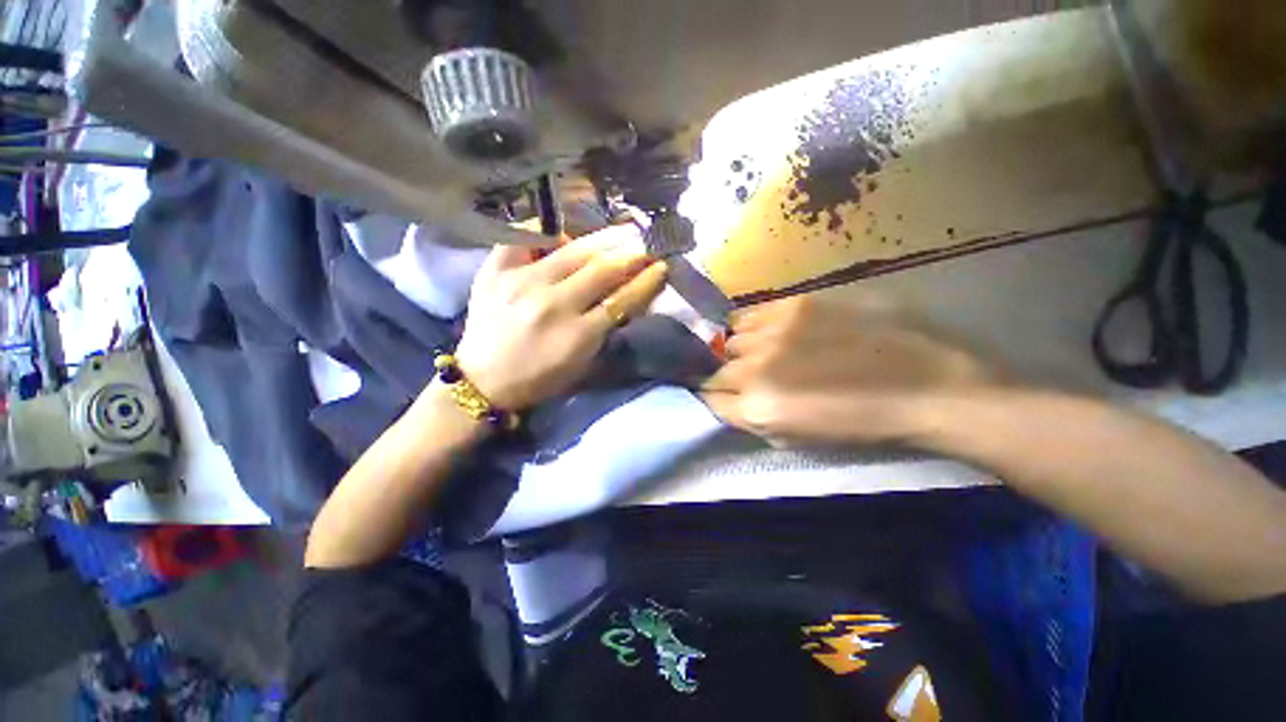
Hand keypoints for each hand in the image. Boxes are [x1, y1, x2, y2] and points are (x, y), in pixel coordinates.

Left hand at [453, 226, 667, 410]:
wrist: (484, 380)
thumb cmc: (540, 378)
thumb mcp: (583, 363)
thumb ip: (606, 329)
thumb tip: (627, 294)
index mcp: (576, 336)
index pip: (621, 299)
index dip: (646, 281)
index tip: (662, 266)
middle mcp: (552, 305)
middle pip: (602, 270)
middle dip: (632, 253)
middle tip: (648, 240)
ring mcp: (522, 283)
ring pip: (573, 250)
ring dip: (604, 238)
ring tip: (622, 230)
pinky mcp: (495, 271)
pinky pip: (527, 238)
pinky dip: (549, 232)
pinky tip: (564, 233)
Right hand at [700, 295, 1000, 446]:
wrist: (926, 385)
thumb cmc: (862, 424)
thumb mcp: (798, 440)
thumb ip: (752, 420)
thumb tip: (726, 401)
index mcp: (758, 409)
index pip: (707, 398)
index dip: (712, 397)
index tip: (721, 396)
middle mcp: (755, 369)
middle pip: (715, 368)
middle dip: (726, 376)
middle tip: (750, 378)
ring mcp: (772, 332)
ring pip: (730, 340)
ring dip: (740, 350)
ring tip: (764, 353)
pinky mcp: (793, 304)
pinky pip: (749, 314)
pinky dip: (751, 325)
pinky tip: (770, 331)